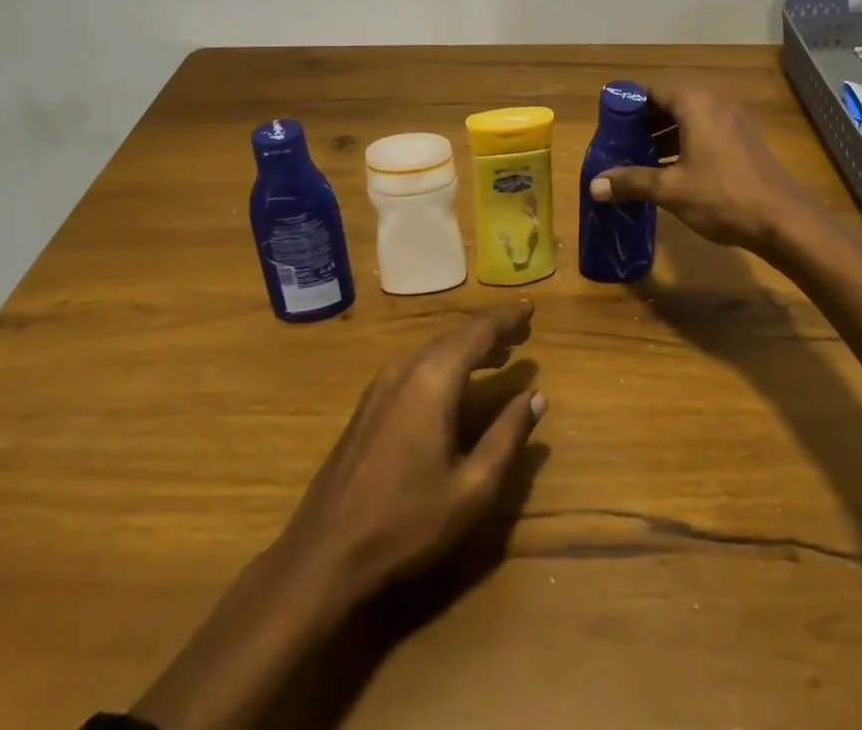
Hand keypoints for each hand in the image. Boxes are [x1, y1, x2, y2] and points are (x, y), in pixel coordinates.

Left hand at [131, 303, 545, 729]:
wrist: (324, 553)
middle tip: (522, 330)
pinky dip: (445, 362)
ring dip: (468, 347)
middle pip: (456, 335)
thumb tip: (536, 397)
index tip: (531, 308)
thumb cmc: (406, 523)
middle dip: (490, 330)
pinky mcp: (369, 402)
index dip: (507, 318)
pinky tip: (457, 382)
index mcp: (434, 378)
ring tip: (499, 353)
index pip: (479, 332)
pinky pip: (417, 364)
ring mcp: (382, 383)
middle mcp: (407, 366)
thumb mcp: (472, 489)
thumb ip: (507, 437)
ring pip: (434, 349)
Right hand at [590, 83, 821, 258]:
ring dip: (665, 135)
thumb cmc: (723, 197)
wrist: (784, 221)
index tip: (611, 122)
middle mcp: (716, 105)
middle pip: (672, 103)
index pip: (654, 90)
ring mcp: (734, 124)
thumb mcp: (671, 190)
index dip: (630, 103)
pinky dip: (686, 144)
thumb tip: (594, 185)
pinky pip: (707, 133)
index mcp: (696, 105)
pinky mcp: (745, 143)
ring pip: (691, 120)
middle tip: (622, 142)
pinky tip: (673, 171)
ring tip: (642, 158)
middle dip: (646, 121)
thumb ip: (632, 182)